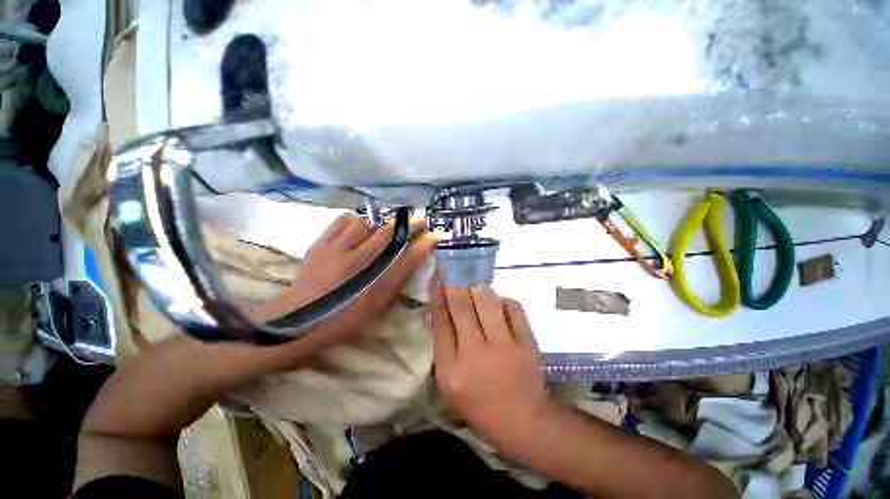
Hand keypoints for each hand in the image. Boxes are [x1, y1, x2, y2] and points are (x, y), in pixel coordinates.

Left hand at [231, 212, 433, 371]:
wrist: (302, 322)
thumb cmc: (345, 318)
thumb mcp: (377, 307)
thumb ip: (396, 283)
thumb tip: (412, 261)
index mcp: (376, 285)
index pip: (407, 258)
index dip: (423, 244)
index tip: (434, 234)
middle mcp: (359, 264)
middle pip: (389, 234)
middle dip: (407, 223)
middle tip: (418, 217)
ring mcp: (337, 251)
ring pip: (365, 223)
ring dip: (380, 220)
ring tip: (385, 222)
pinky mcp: (320, 244)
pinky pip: (341, 221)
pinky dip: (354, 219)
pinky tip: (359, 223)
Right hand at [431, 280, 554, 450]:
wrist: (523, 420)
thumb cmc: (479, 404)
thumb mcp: (449, 383)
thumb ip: (442, 346)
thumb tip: (440, 309)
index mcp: (451, 369)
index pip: (440, 321)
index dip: (438, 295)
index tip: (437, 278)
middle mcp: (475, 354)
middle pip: (461, 304)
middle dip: (454, 282)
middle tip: (453, 268)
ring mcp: (504, 346)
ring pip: (487, 300)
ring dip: (477, 287)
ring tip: (474, 283)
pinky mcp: (526, 342)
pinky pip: (512, 307)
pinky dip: (503, 299)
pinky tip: (498, 302)